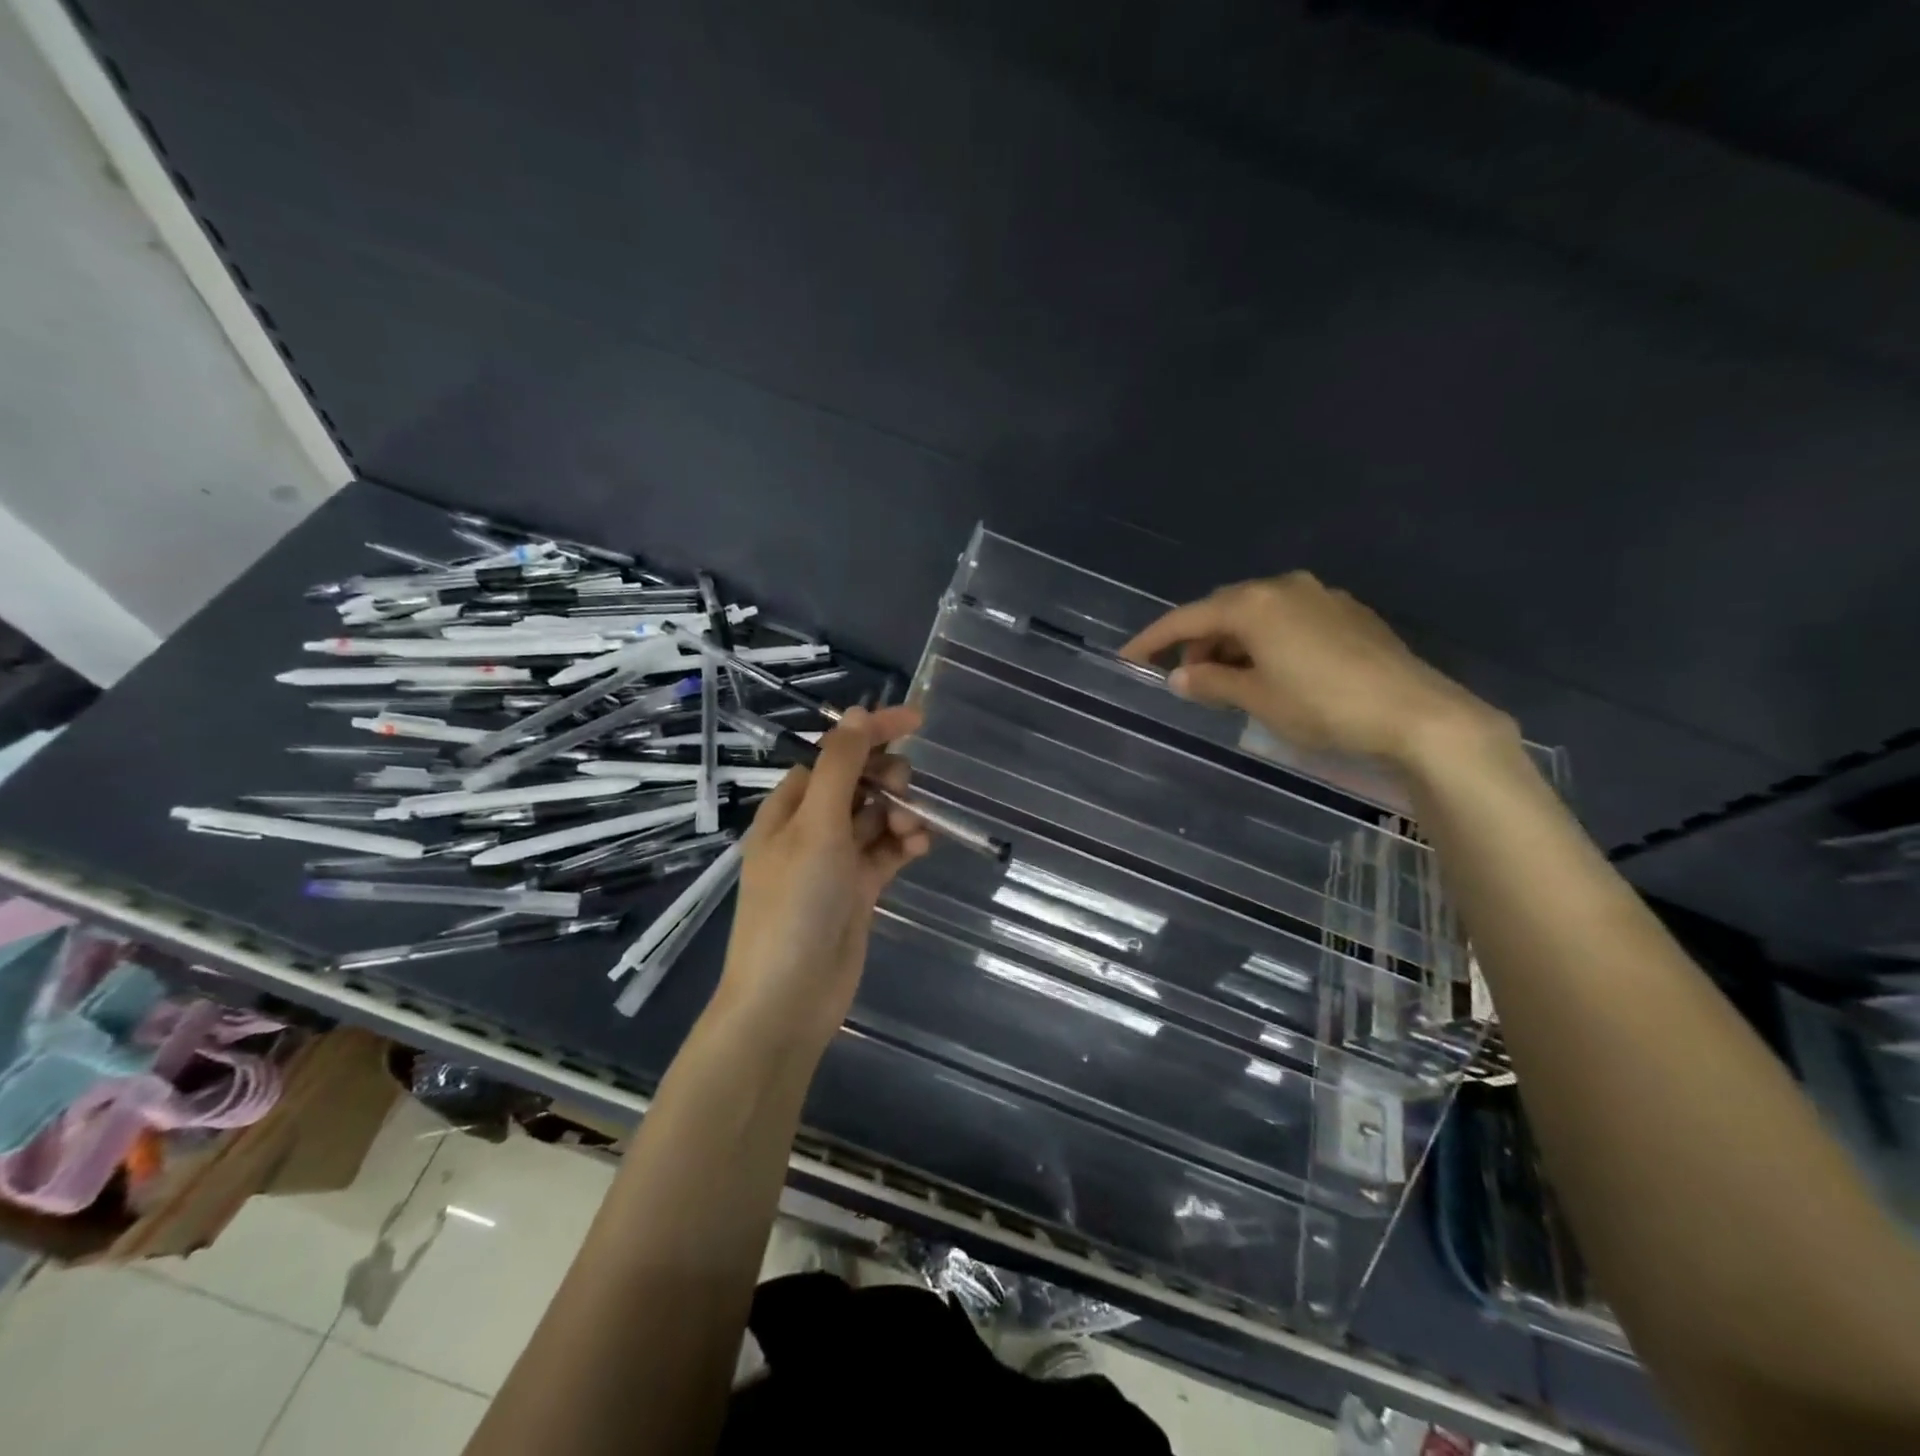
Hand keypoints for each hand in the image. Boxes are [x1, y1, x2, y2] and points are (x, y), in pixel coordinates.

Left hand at [711, 704, 931, 1049]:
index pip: (835, 753)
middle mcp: (811, 827)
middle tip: (905, 794)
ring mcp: (836, 860)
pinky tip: (921, 846)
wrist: (789, 998)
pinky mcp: (858, 889)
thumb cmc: (795, 903)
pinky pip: (887, 851)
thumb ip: (841, 767)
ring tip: (915, 831)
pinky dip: (905, 843)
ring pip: (877, 817)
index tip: (917, 720)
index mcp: (790, 806)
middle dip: (889, 780)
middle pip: (859, 783)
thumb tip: (859, 712)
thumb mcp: (816, 826)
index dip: (872, 732)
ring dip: (901, 813)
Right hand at [1120, 572, 1515, 771]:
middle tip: (1184, 677)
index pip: (1187, 618)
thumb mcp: (1258, 699)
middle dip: (1197, 642)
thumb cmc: (1323, 706)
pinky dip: (1265, 640)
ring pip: (1257, 613)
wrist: (1417, 714)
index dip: (1152, 640)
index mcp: (1254, 604)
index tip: (1127, 658)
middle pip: (1222, 610)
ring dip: (1233, 642)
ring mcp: (1321, 596)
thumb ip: (1211, 682)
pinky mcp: (1348, 612)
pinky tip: (1271, 669)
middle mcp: (1284, 587)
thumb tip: (1178, 675)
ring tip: (1227, 680)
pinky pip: (1288, 619)